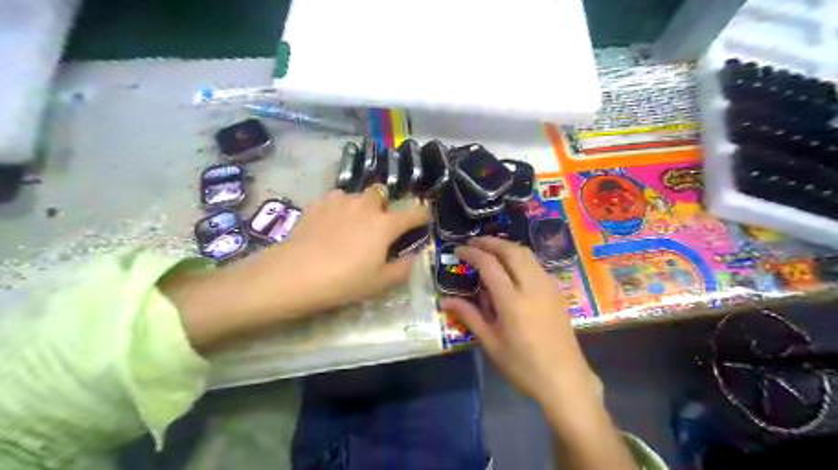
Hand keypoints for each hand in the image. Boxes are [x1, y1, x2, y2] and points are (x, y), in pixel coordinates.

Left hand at [270, 186, 431, 313]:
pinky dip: (339, 207)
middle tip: (377, 226)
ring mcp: (340, 201)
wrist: (295, 274)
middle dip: (384, 206)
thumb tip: (414, 256)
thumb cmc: (344, 281)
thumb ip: (403, 268)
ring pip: (357, 195)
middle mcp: (365, 206)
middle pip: (381, 194)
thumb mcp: (380, 283)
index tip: (424, 220)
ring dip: (361, 206)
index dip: (423, 216)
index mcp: (385, 224)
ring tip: (352, 225)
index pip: (414, 213)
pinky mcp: (318, 204)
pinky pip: (336, 199)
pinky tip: (331, 223)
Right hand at [442, 236, 599, 405]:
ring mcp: (548, 287)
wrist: (564, 380)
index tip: (458, 250)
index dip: (471, 253)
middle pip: (511, 250)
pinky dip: (520, 257)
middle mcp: (532, 286)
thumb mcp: (491, 343)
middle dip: (490, 242)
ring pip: (526, 253)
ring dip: (506, 246)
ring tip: (489, 251)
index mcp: (512, 301)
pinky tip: (511, 268)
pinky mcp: (556, 291)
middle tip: (473, 244)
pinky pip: (536, 264)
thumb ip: (469, 316)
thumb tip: (445, 301)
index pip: (489, 264)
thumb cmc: (523, 366)